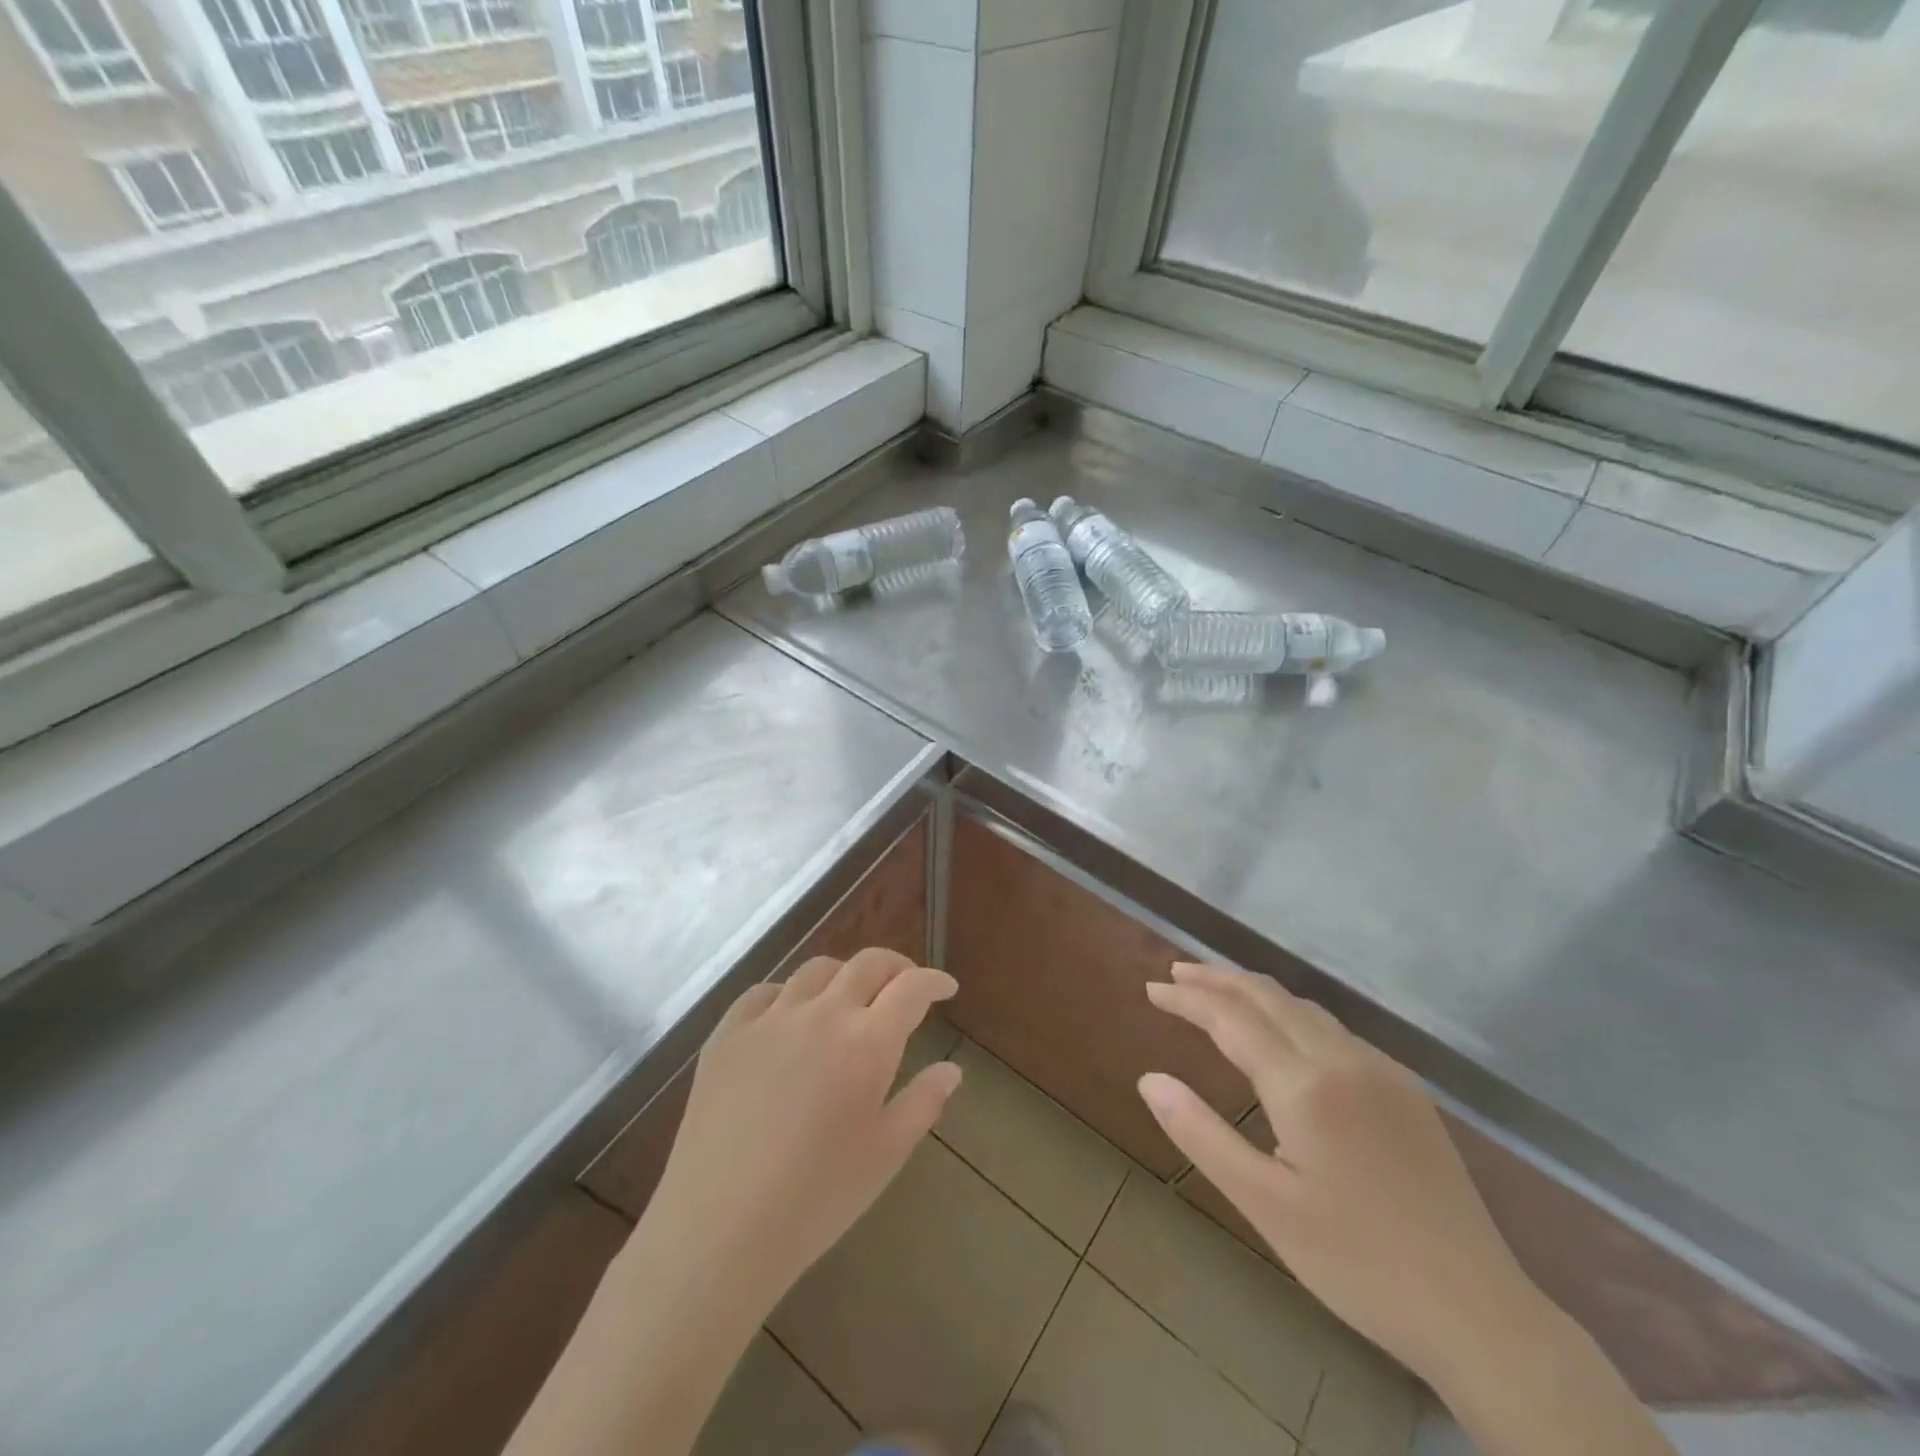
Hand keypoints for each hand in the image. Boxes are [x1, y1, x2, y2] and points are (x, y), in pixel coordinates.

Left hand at [642, 948, 961, 1308]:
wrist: (720, 1228)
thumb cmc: (817, 1198)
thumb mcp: (886, 1154)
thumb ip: (924, 1103)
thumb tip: (951, 1070)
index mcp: (867, 1041)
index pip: (911, 988)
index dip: (933, 981)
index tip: (945, 987)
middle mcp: (822, 1013)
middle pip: (866, 964)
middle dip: (895, 967)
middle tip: (904, 986)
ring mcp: (770, 1018)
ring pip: (816, 970)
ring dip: (843, 976)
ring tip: (848, 999)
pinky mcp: (727, 1033)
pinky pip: (763, 993)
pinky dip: (788, 994)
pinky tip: (788, 1017)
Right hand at [1138, 962, 1534, 1386]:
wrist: (1480, 1313)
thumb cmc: (1357, 1263)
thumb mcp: (1264, 1206)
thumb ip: (1201, 1134)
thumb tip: (1149, 1079)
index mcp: (1305, 1084)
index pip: (1231, 1017)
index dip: (1187, 999)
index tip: (1151, 989)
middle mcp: (1343, 1058)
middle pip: (1268, 995)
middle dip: (1218, 978)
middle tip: (1176, 974)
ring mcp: (1381, 1069)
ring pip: (1304, 1007)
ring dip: (1254, 991)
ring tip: (1218, 993)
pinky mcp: (1406, 1089)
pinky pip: (1334, 1029)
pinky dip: (1291, 1013)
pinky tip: (1282, 1034)